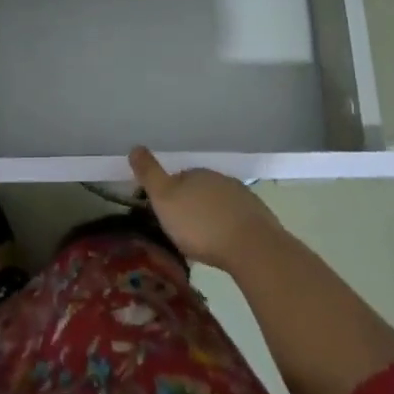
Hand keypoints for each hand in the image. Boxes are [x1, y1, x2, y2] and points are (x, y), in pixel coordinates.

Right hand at [129, 146, 284, 271]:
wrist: (251, 247)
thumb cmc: (200, 224)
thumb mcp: (164, 199)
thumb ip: (150, 174)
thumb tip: (135, 147)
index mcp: (194, 173)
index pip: (177, 177)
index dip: (168, 194)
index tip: (164, 214)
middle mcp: (218, 178)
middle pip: (199, 189)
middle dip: (190, 205)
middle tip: (183, 229)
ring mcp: (241, 196)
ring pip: (219, 203)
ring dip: (211, 216)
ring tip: (204, 240)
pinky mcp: (258, 216)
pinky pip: (237, 218)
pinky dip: (229, 227)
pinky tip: (227, 244)